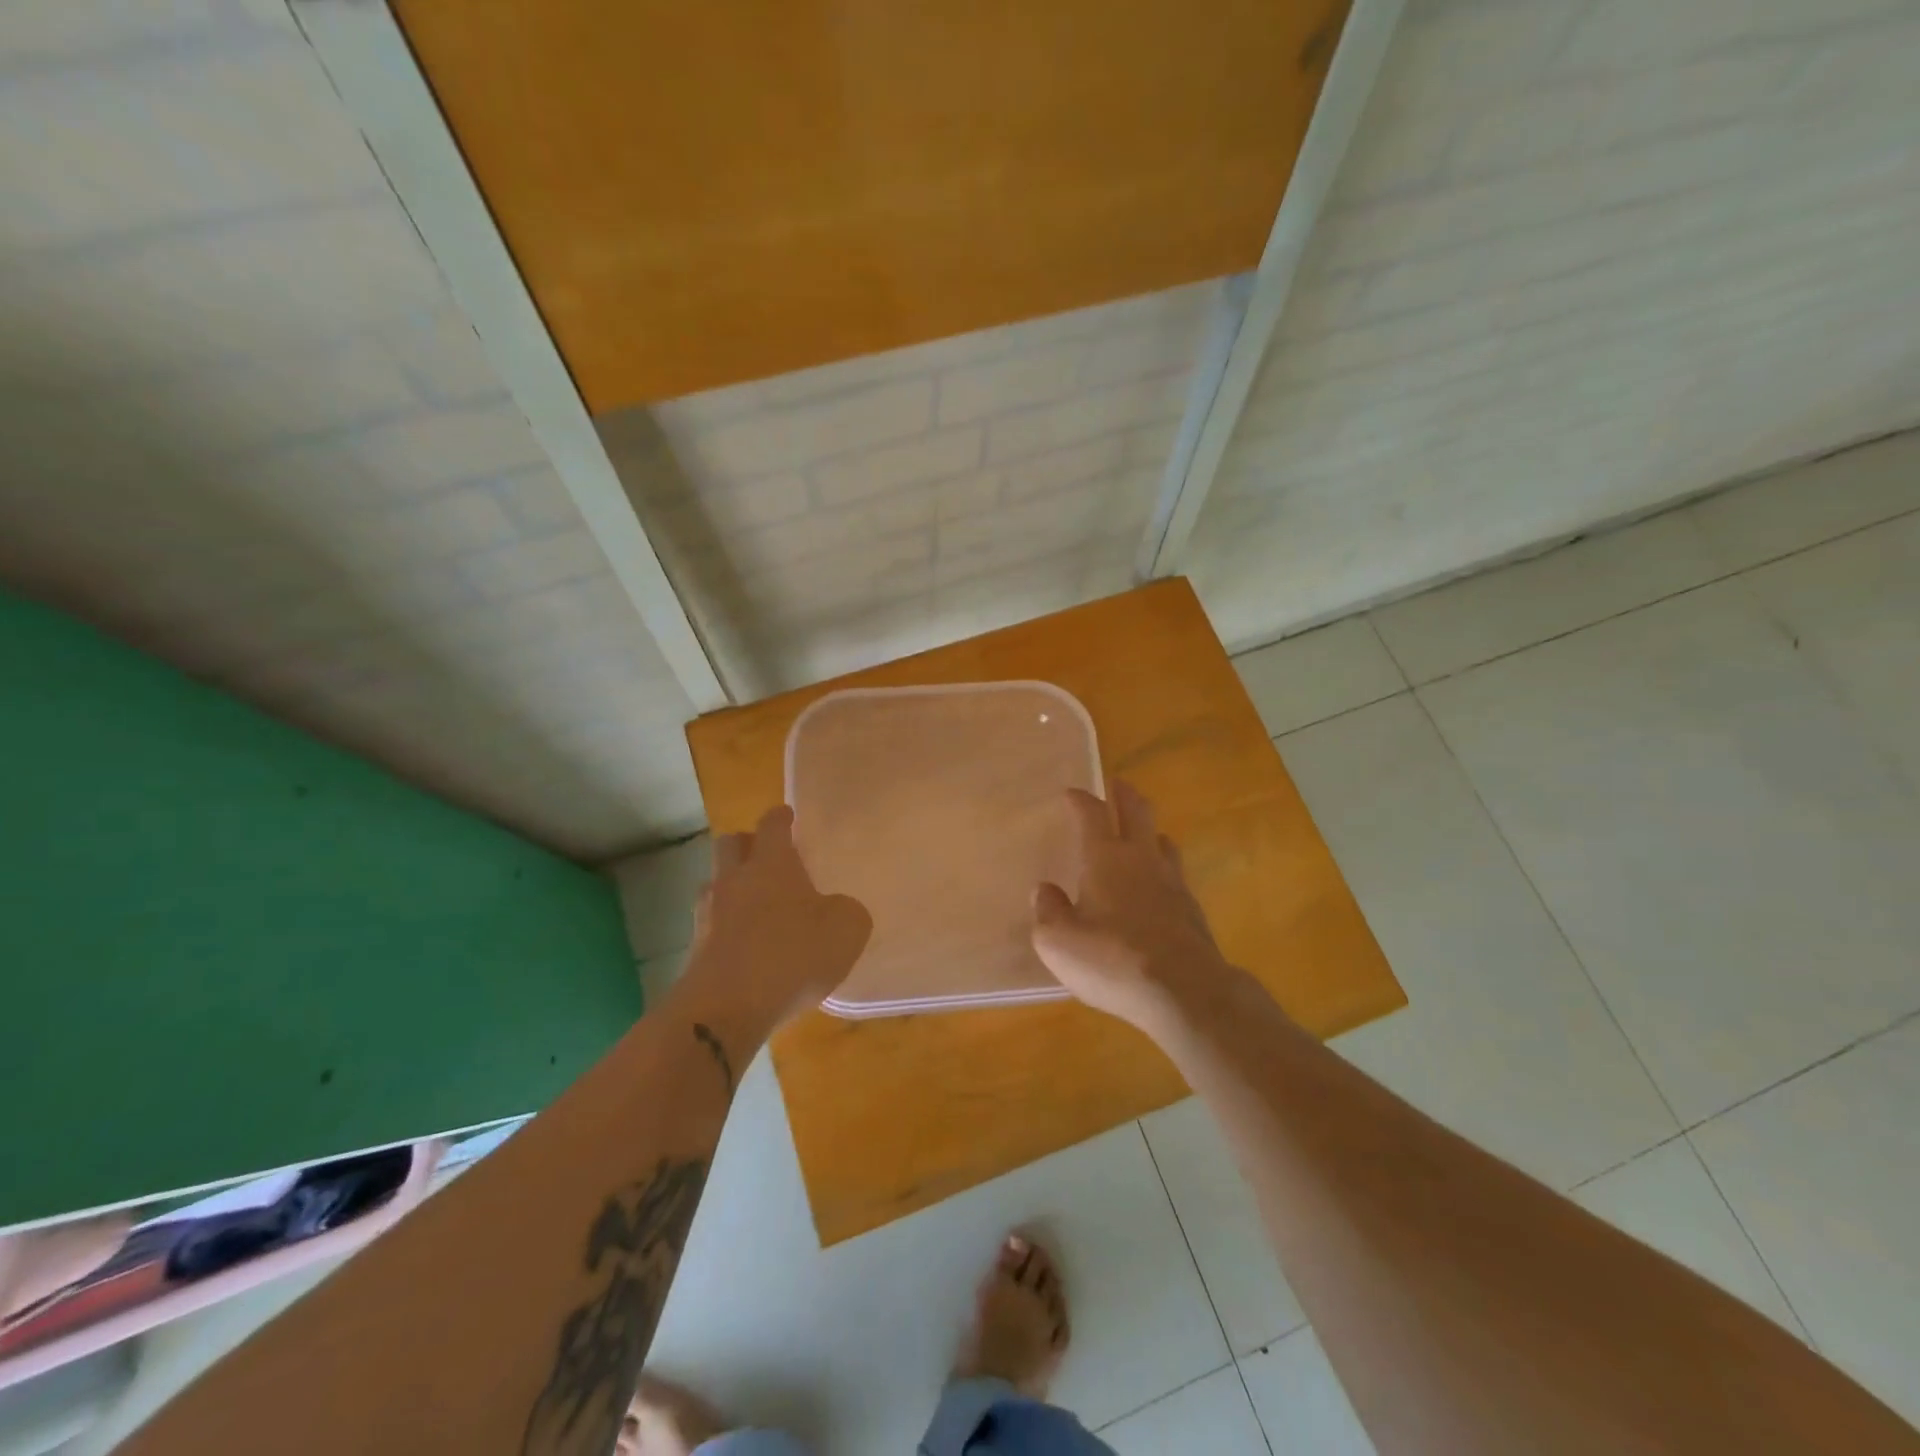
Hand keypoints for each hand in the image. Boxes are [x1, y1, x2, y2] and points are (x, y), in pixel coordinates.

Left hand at [676, 805, 871, 1036]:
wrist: (727, 1008)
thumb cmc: (793, 954)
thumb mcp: (847, 929)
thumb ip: (846, 910)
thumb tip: (835, 908)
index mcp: (772, 863)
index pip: (772, 825)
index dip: (781, 818)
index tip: (787, 816)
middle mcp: (734, 879)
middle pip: (730, 844)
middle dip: (747, 844)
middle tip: (766, 857)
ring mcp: (708, 914)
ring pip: (716, 884)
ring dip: (732, 887)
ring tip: (755, 906)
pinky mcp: (695, 950)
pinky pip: (712, 925)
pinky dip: (727, 927)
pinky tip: (746, 946)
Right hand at [1031, 781, 1235, 1034]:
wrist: (1184, 991)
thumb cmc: (1113, 960)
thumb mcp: (1059, 943)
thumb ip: (1048, 912)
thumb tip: (1045, 891)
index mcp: (1106, 858)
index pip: (1092, 814)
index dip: (1080, 800)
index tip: (1071, 793)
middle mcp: (1142, 859)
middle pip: (1137, 811)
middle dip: (1124, 794)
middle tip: (1116, 784)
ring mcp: (1173, 882)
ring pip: (1162, 840)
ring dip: (1149, 830)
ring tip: (1141, 832)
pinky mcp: (1192, 909)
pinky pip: (1175, 873)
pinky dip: (1162, 866)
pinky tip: (1157, 884)